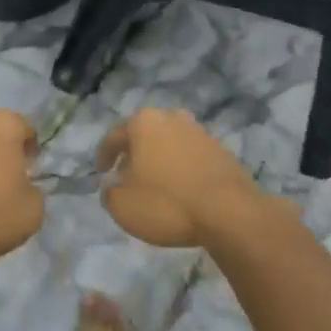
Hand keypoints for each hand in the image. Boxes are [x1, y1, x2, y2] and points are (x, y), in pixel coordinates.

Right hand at [97, 109, 266, 247]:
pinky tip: (180, 189)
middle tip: (126, 177)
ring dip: (158, 160)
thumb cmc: (167, 203)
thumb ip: (110, 192)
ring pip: (168, 143)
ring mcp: (199, 131)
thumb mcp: (123, 206)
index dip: (103, 156)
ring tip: (154, 185)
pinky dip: (180, 168)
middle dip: (133, 154)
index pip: (114, 136)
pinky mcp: (221, 149)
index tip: (100, 173)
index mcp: (143, 123)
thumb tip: (113, 185)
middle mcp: (171, 118)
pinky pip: (190, 156)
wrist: (230, 212)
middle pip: (144, 135)